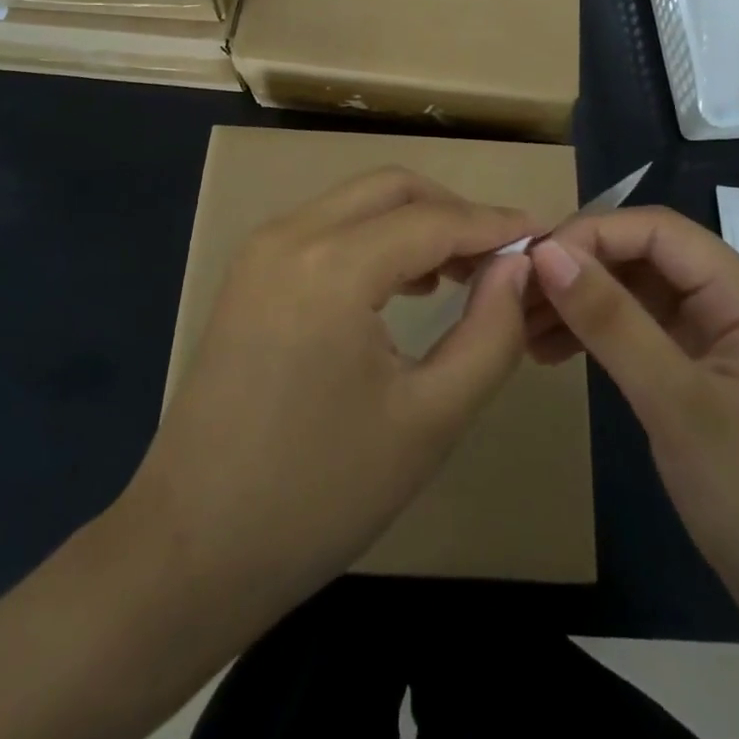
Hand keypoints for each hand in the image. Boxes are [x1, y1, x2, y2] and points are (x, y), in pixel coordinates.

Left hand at [134, 169, 534, 608]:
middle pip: (392, 189)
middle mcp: (290, 235)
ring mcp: (261, 250)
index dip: (497, 226)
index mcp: (332, 267)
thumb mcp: (429, 419)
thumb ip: (490, 334)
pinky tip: (406, 285)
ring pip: (357, 203)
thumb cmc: (319, 495)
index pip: (434, 221)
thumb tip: (519, 268)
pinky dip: (375, 239)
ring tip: (464, 273)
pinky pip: (327, 229)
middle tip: (504, 259)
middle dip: (455, 212)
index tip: (547, 238)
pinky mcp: (249, 274)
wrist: (191, 549)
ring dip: (415, 222)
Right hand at [526, 208, 738, 608]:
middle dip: (579, 270)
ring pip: (636, 294)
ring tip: (523, 329)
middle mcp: (732, 303)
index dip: (592, 234)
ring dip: (581, 303)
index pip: (658, 230)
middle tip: (517, 298)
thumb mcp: (678, 406)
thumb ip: (612, 322)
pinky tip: (553, 354)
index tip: (531, 264)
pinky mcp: (701, 376)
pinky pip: (640, 334)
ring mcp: (717, 341)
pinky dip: (597, 338)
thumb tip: (546, 253)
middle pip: (644, 257)